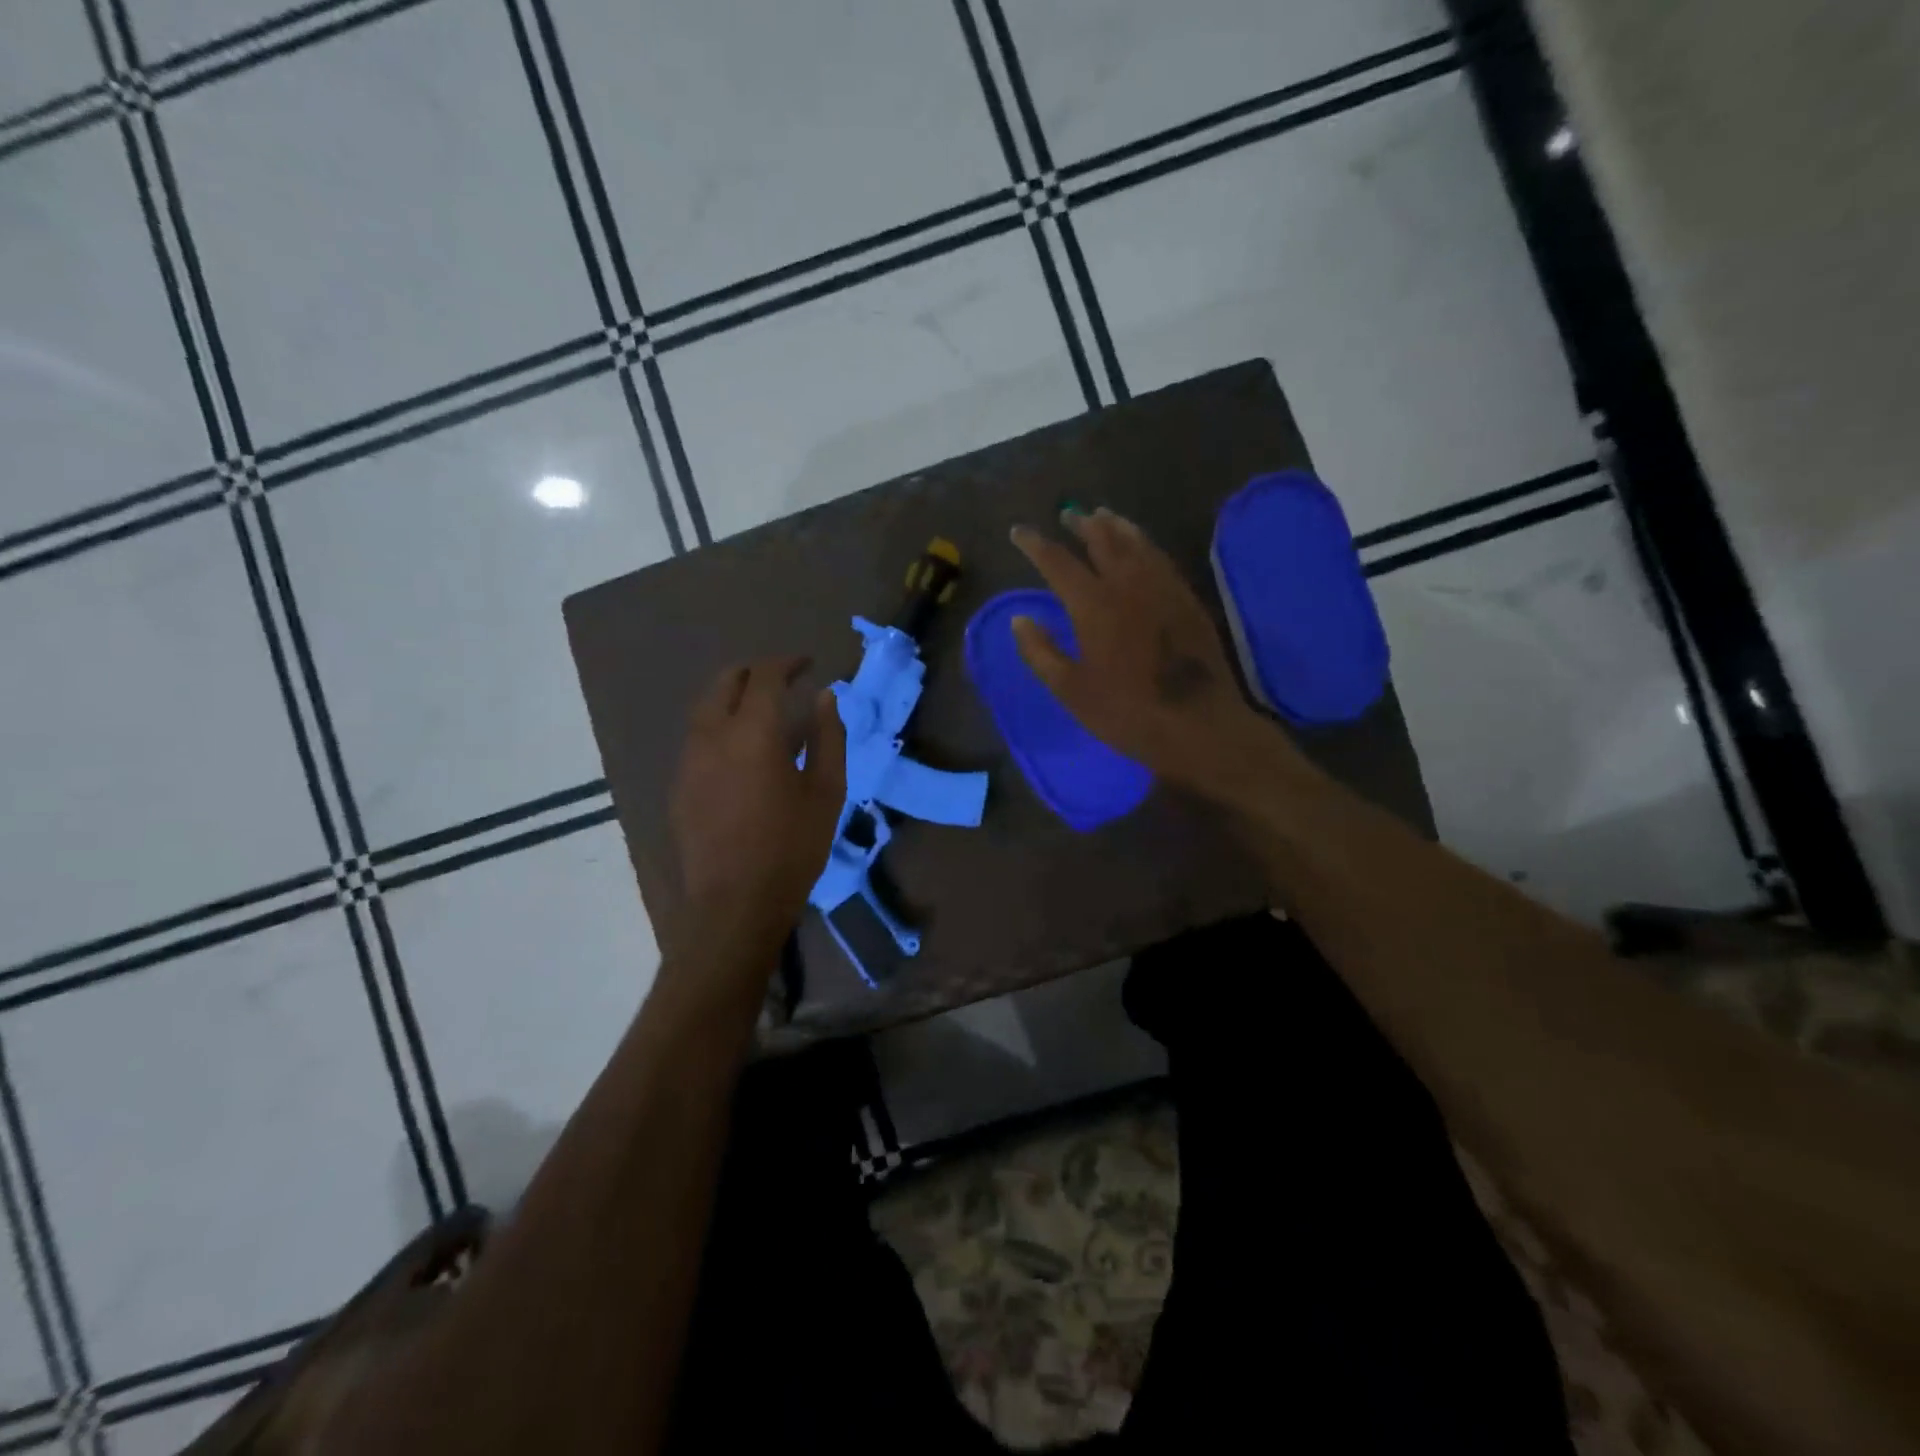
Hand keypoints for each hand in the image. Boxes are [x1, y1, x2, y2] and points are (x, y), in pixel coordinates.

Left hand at [667, 656, 845, 946]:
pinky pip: (698, 737)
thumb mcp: (827, 791)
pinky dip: (720, 725)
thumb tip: (826, 697)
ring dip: (734, 697)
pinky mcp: (679, 784)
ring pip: (706, 707)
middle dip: (755, 672)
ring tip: (764, 713)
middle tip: (784, 680)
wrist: (734, 904)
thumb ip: (828, 737)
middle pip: (725, 681)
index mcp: (752, 732)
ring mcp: (688, 760)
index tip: (808, 663)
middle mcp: (712, 735)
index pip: (765, 675)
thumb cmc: (792, 847)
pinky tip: (742, 752)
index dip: (787, 662)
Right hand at [1010, 509, 1279, 794]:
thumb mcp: (1071, 691)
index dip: (1035, 544)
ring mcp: (1163, 587)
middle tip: (1067, 515)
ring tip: (1102, 516)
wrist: (1199, 725)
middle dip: (1081, 524)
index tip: (1019, 532)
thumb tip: (1020, 620)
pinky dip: (1143, 543)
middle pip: (1102, 540)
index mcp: (1093, 605)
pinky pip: (1160, 557)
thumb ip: (1041, 652)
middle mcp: (1128, 584)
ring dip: (1115, 526)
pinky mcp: (1187, 599)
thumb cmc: (1127, 712)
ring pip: (1136, 542)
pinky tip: (1140, 547)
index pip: (1057, 562)